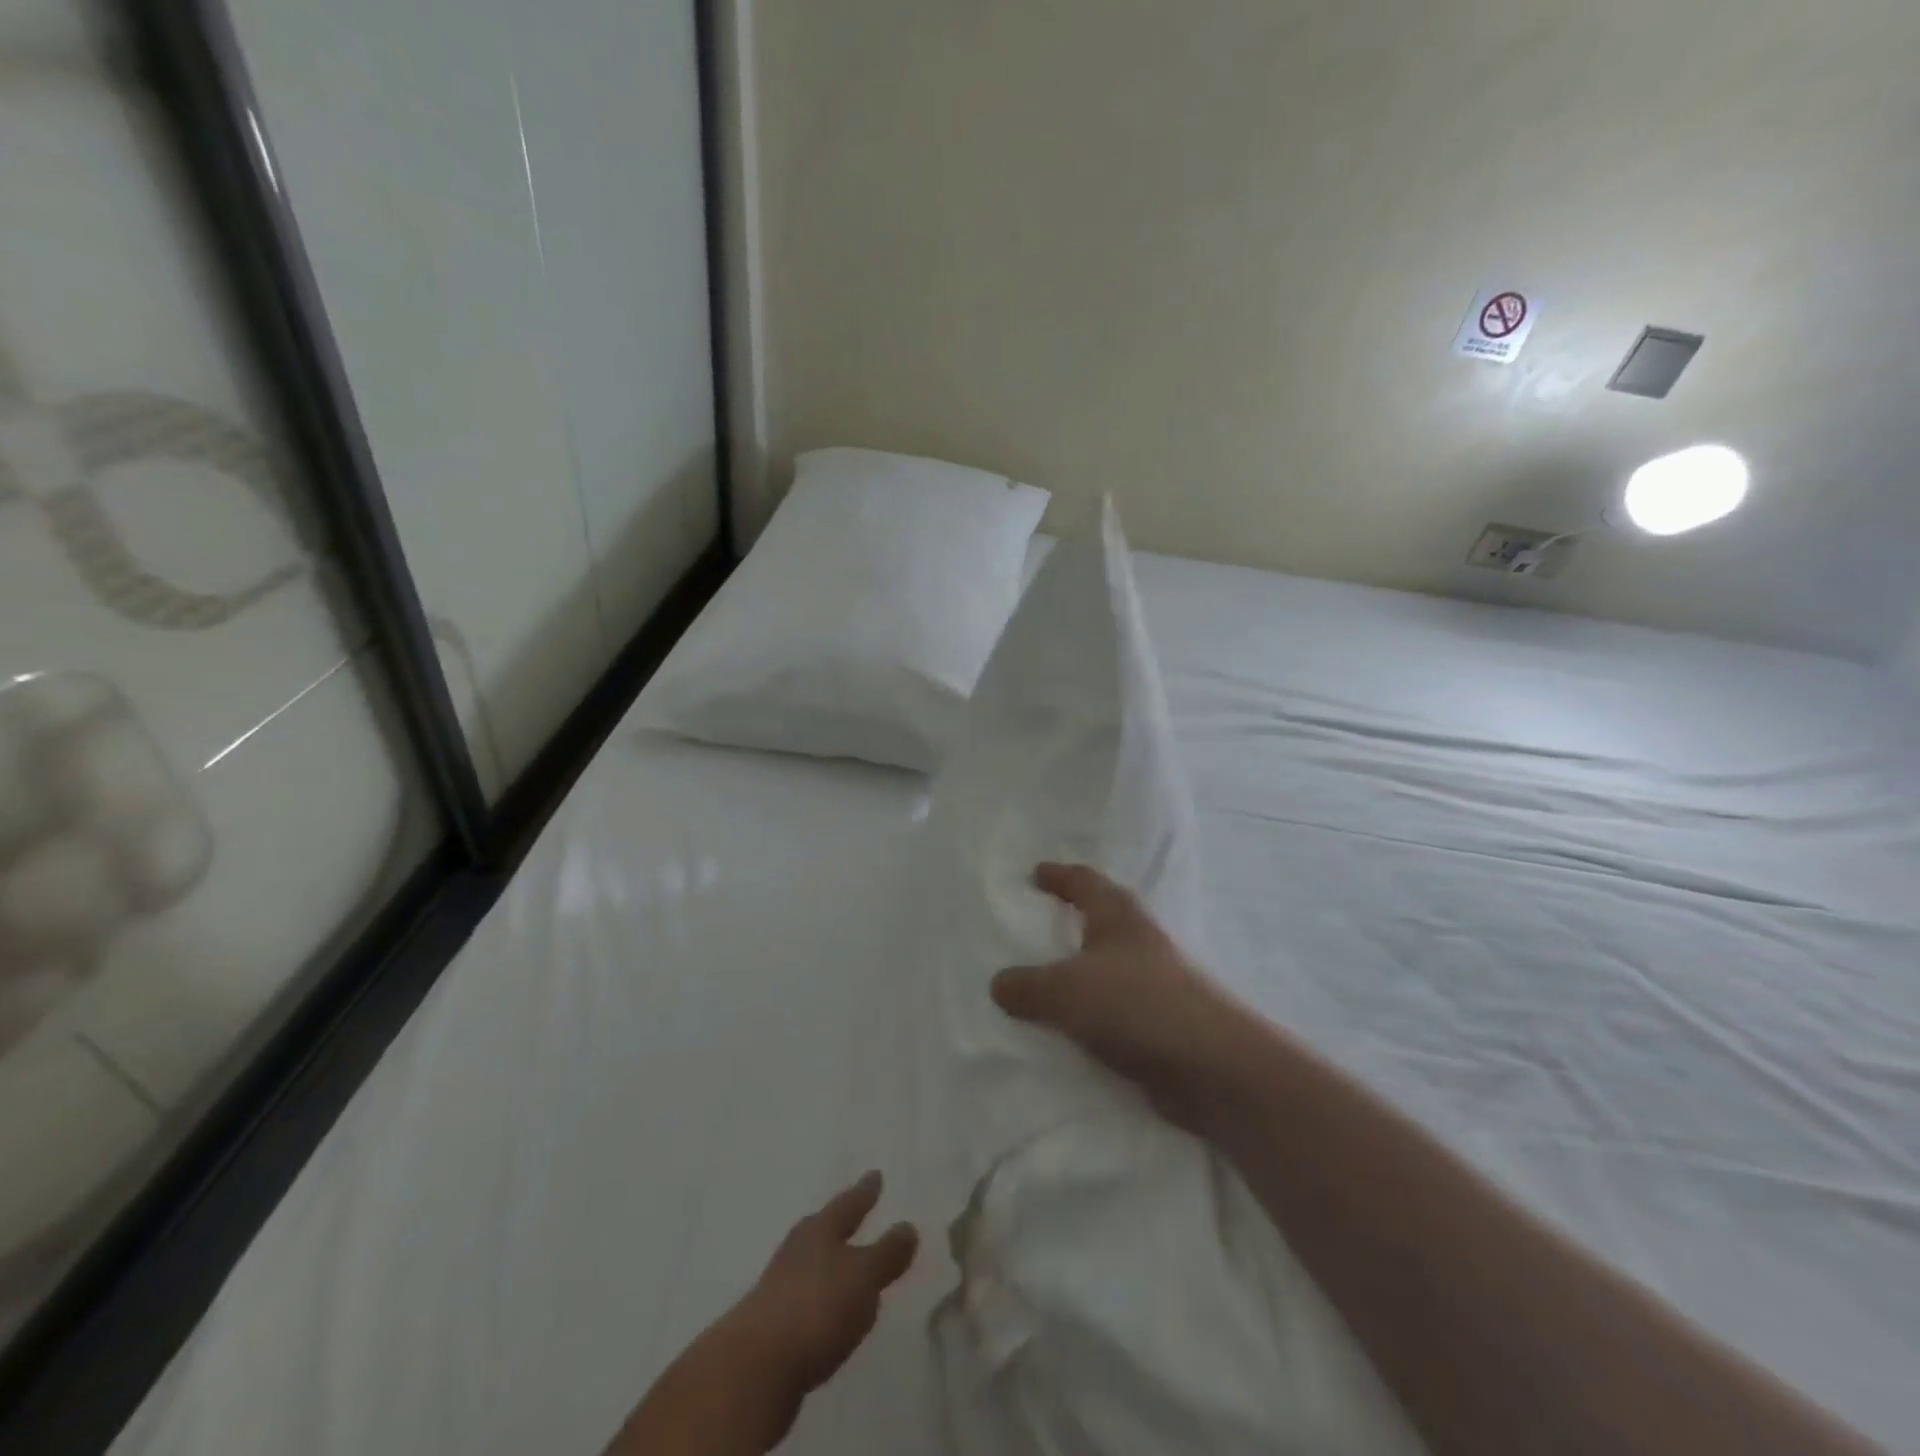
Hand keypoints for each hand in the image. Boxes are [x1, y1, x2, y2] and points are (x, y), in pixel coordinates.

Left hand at [712, 1172, 917, 1440]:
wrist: (754, 1368)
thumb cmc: (816, 1307)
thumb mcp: (863, 1277)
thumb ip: (886, 1254)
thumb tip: (907, 1226)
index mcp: (820, 1230)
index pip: (849, 1203)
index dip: (865, 1191)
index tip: (875, 1174)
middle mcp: (797, 1250)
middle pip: (823, 1229)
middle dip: (840, 1223)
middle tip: (854, 1212)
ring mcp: (779, 1286)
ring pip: (810, 1263)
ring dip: (828, 1263)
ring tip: (846, 1265)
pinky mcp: (771, 1325)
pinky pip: (804, 1299)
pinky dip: (819, 1299)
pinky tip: (827, 1313)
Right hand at [991, 863, 1251, 1132]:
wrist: (1213, 1067)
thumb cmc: (1138, 1005)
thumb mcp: (1066, 990)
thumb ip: (1027, 986)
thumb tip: (999, 984)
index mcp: (1119, 917)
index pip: (1084, 881)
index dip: (1059, 875)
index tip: (1035, 874)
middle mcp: (1139, 942)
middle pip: (1099, 921)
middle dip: (1069, 921)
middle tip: (1033, 928)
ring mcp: (1152, 984)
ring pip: (1104, 969)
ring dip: (1077, 973)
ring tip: (1039, 982)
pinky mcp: (1158, 1025)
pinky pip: (1110, 1011)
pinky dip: (1087, 1014)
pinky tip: (1064, 1031)